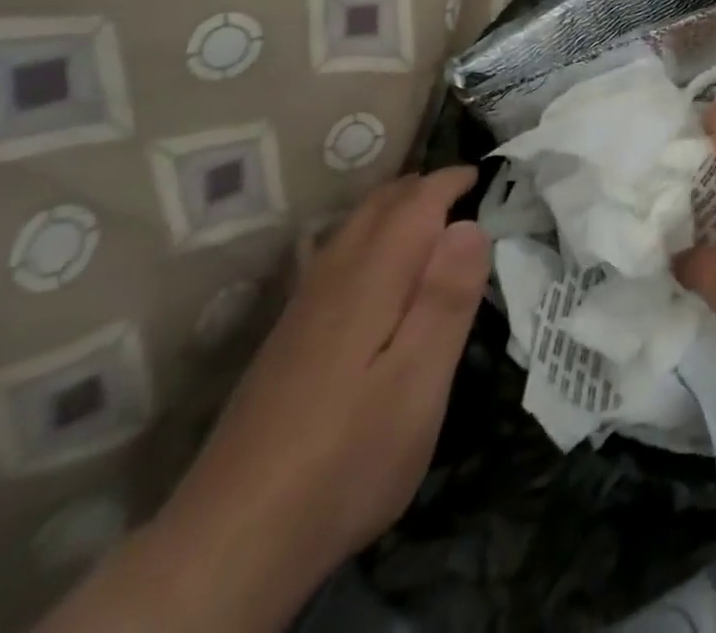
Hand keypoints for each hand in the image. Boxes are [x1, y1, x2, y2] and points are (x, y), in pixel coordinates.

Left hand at [145, 170, 488, 625]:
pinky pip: (334, 255)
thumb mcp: (419, 381)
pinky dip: (366, 235)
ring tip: (428, 214)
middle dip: (420, 186)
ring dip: (392, 207)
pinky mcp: (287, 337)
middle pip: (378, 205)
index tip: (484, 175)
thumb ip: (447, 297)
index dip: (450, 181)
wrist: (231, 540)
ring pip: (351, 228)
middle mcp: (334, 275)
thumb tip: (471, 224)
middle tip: (462, 188)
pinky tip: (373, 267)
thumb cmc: (347, 455)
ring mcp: (303, 306)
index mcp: (373, 276)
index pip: (416, 202)